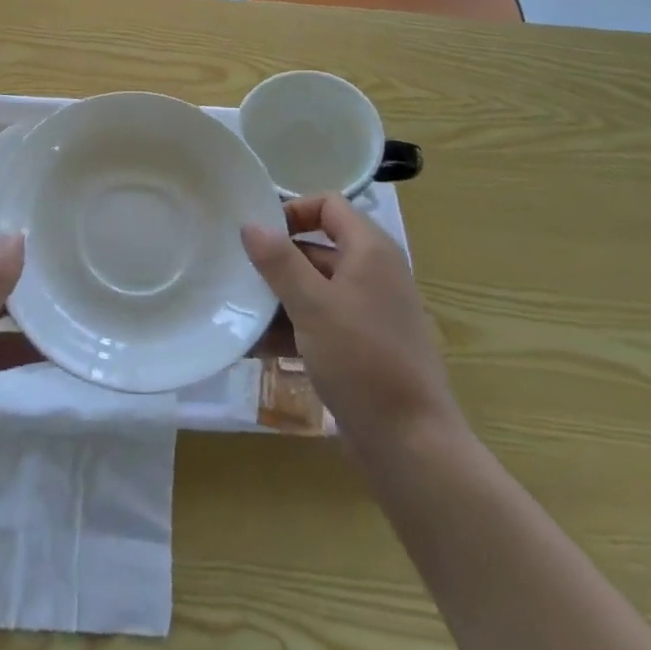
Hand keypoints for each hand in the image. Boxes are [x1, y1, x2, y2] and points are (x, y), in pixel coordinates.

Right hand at [241, 194, 462, 460]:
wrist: (412, 445)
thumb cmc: (362, 360)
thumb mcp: (313, 306)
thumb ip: (279, 262)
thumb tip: (251, 224)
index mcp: (370, 250)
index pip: (328, 205)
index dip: (292, 211)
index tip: (258, 235)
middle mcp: (373, 273)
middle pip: (317, 247)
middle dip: (277, 261)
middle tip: (238, 274)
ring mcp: (369, 311)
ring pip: (315, 288)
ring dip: (279, 299)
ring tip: (239, 314)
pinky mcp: (363, 346)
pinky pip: (322, 322)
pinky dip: (293, 329)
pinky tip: (257, 347)